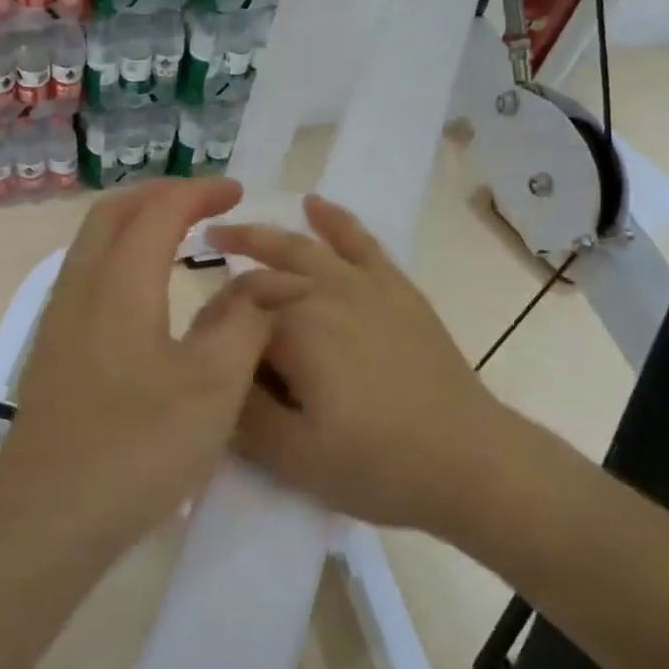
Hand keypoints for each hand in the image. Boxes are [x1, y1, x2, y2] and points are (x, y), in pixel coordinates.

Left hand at [0, 178, 301, 559]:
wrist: (47, 520)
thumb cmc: (137, 447)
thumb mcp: (212, 385)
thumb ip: (246, 322)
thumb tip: (272, 281)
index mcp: (120, 285)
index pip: (159, 211)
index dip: (199, 192)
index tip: (237, 191)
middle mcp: (81, 288)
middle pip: (112, 213)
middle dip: (160, 194)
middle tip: (204, 200)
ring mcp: (59, 322)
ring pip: (93, 243)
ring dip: (135, 222)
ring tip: (178, 233)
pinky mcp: (54, 352)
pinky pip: (87, 275)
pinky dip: (120, 255)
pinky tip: (146, 291)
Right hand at [208, 194, 506, 531]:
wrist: (468, 460)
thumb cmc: (377, 464)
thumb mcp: (292, 457)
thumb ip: (240, 414)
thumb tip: (212, 375)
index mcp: (295, 329)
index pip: (234, 314)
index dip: (212, 328)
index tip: (200, 347)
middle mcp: (325, 292)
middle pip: (263, 272)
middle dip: (227, 275)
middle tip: (199, 271)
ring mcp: (364, 283)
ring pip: (302, 248)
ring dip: (263, 236)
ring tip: (230, 231)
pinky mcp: (396, 287)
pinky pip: (359, 240)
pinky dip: (333, 219)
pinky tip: (314, 204)